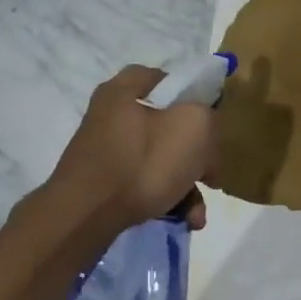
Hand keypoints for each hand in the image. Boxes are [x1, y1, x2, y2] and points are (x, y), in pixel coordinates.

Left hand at [48, 66, 218, 234]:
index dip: (198, 101)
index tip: (214, 128)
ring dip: (186, 186)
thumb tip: (204, 129)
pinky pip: (144, 182)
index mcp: (127, 88)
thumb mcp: (194, 126)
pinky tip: (182, 218)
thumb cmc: (143, 162)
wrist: (86, 215)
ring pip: (160, 159)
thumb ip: (208, 116)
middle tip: (212, 177)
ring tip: (197, 214)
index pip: (171, 80)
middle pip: (170, 126)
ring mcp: (105, 149)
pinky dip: (165, 198)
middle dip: (198, 157)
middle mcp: (112, 113)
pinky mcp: (103, 181)